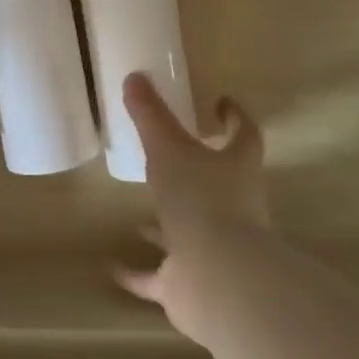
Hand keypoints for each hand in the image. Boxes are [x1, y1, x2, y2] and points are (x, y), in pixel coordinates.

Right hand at [116, 73, 269, 344]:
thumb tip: (134, 77)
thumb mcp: (168, 148)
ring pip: (190, 231)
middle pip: (220, 185)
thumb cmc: (201, 200)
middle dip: (197, 173)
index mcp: (236, 169)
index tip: (220, 102)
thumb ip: (151, 115)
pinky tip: (114, 268)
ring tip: (138, 218)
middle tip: (169, 158)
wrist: (219, 278)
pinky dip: (140, 273)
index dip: (234, 117)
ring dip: (166, 226)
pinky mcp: (192, 281)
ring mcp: (214, 248)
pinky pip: (162, 277)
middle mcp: (233, 208)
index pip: (244, 135)